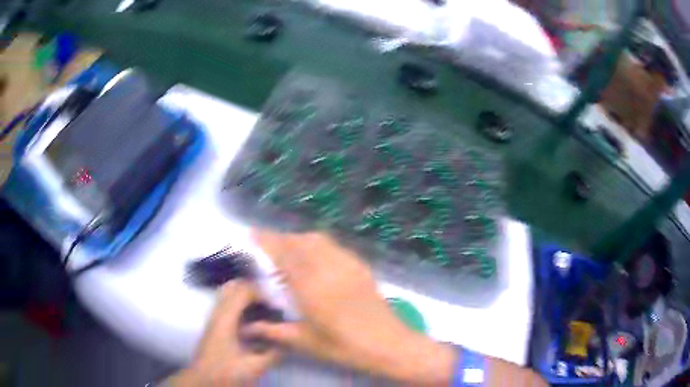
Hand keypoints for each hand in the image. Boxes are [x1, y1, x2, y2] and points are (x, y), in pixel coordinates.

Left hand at [167, 281, 280, 385]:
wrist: (204, 380)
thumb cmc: (227, 372)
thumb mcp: (254, 367)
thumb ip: (273, 354)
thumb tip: (288, 342)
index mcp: (226, 319)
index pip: (243, 290)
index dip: (261, 292)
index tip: (277, 304)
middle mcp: (218, 313)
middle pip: (234, 286)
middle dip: (254, 290)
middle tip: (271, 302)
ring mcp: (214, 317)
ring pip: (228, 293)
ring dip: (246, 295)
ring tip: (264, 308)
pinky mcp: (214, 324)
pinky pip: (227, 303)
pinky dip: (240, 303)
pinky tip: (253, 319)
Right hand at [244, 231, 455, 384]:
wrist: (388, 344)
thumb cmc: (344, 346)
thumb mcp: (305, 342)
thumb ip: (273, 331)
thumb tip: (248, 328)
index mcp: (310, 286)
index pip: (283, 253)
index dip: (266, 240)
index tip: (252, 234)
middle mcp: (327, 267)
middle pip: (300, 241)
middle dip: (281, 239)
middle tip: (268, 246)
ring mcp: (347, 264)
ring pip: (318, 240)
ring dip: (300, 239)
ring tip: (289, 250)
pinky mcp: (361, 266)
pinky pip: (334, 246)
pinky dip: (318, 245)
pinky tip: (316, 257)